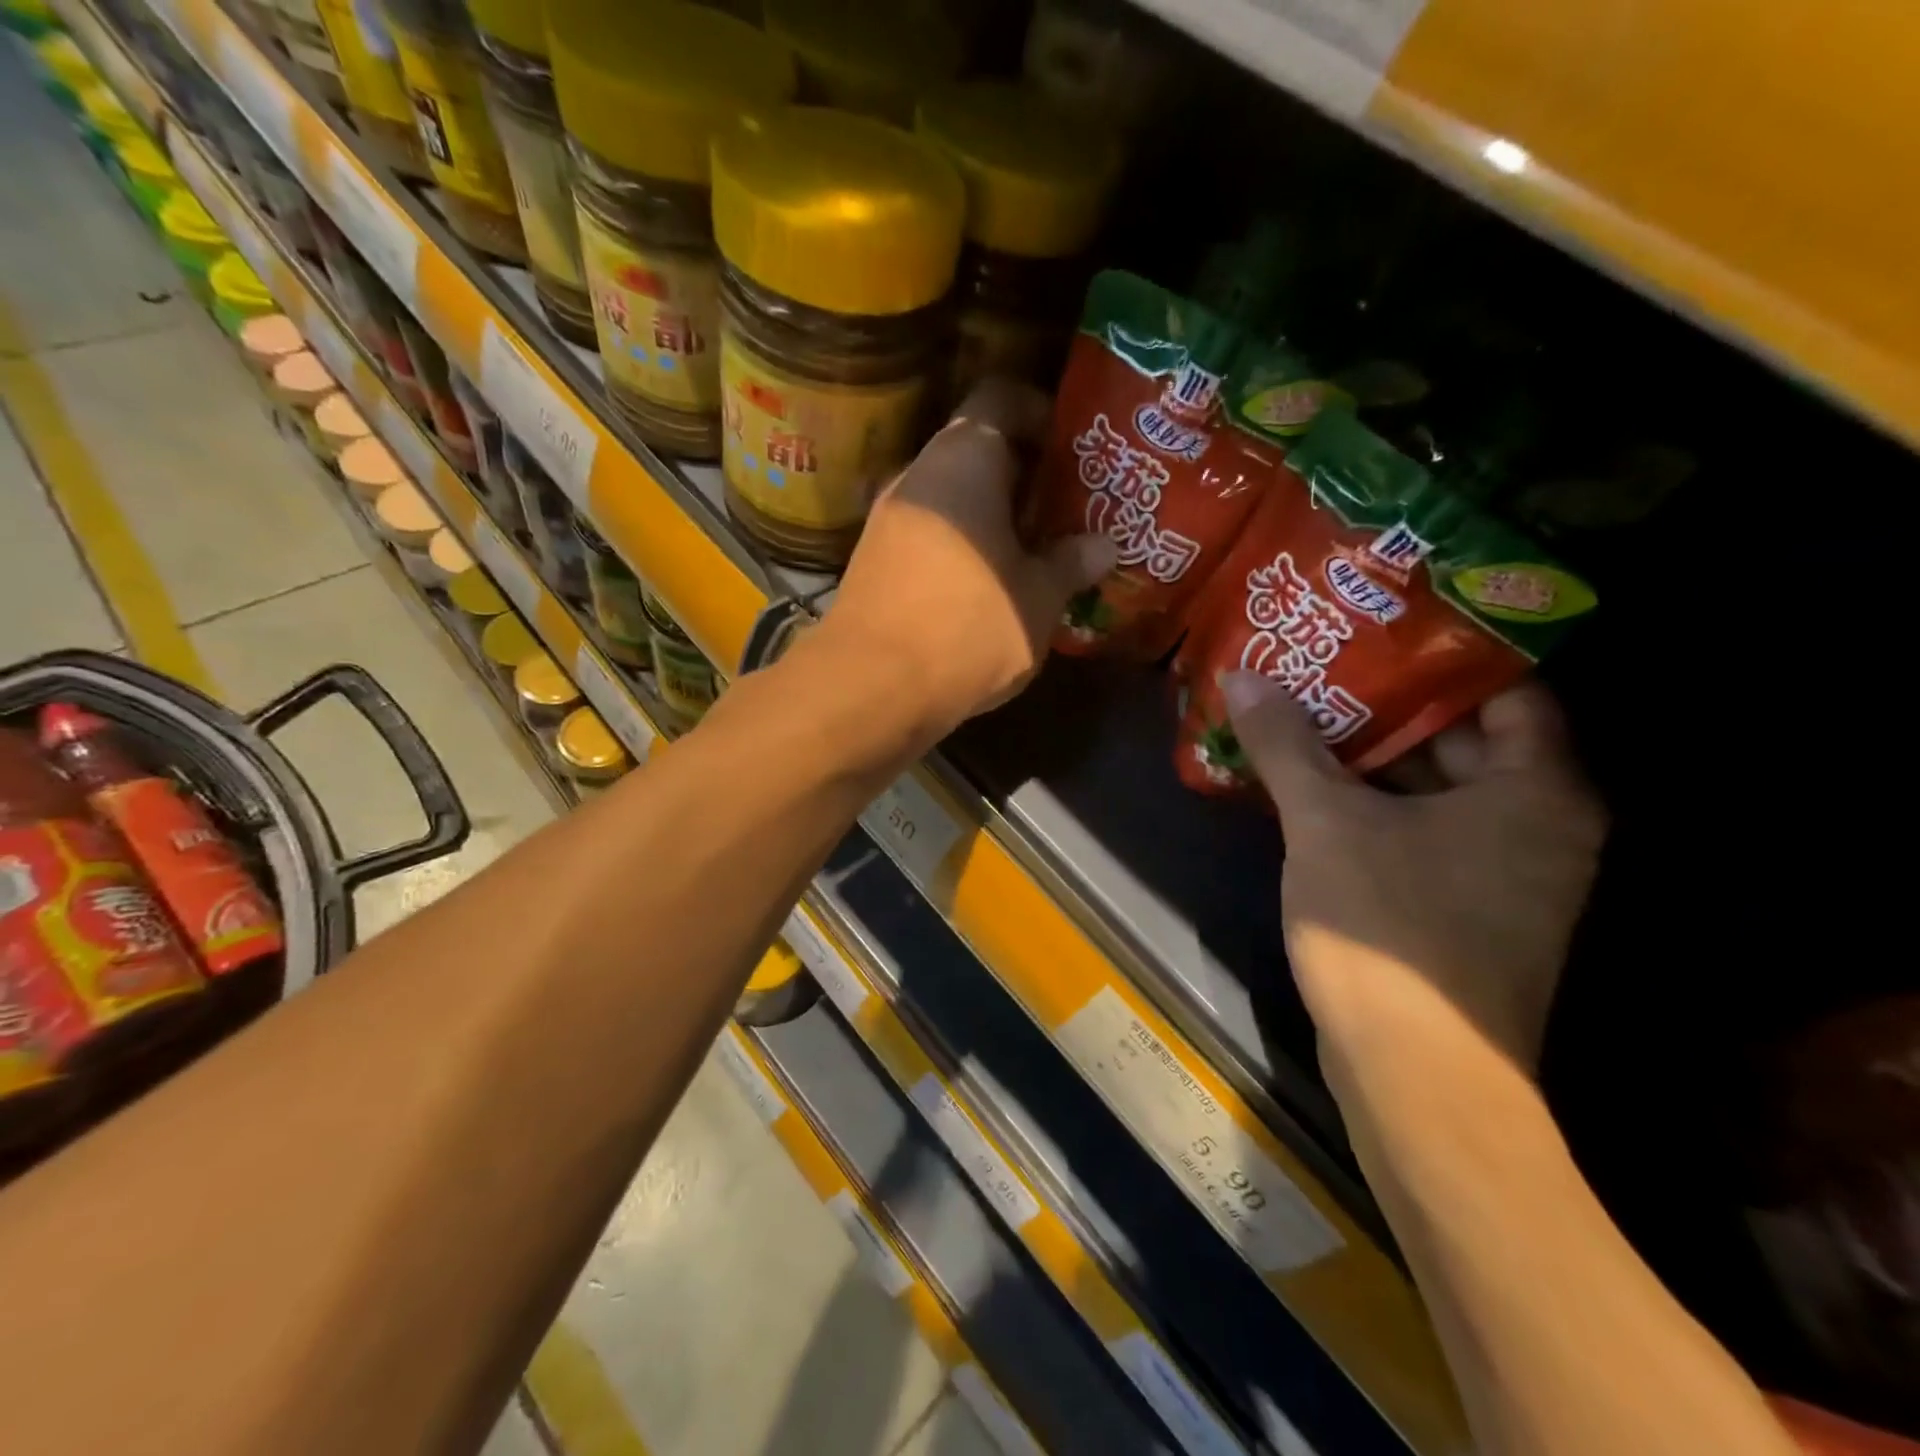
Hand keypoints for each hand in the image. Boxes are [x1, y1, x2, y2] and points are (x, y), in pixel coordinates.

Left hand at [820, 379, 1115, 745]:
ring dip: (994, 517)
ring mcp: (889, 518)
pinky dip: (964, 546)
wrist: (872, 686)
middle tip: (1069, 508)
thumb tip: (1104, 545)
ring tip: (1037, 550)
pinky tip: (992, 584)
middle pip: (978, 450)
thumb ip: (1073, 563)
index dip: (1044, 414)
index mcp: (965, 457)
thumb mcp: (1038, 598)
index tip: (1076, 451)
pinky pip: (931, 534)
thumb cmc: (969, 625)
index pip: (1003, 397)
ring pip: (953, 498)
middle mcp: (919, 473)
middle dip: (1026, 477)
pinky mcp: (874, 561)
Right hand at [1223, 672, 1605, 1074]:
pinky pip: (1422, 829)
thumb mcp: (1326, 824)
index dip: (1442, 653)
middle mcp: (1538, 825)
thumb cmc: (1388, 930)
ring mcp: (1504, 872)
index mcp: (1535, 791)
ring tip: (1305, 711)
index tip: (1377, 625)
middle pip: (1462, 737)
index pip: (1505, 690)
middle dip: (1389, 702)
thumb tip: (1243, 675)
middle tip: (1323, 663)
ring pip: (1436, 788)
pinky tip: (1311, 783)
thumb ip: (1286, 745)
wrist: (1416, 1075)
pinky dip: (1374, 803)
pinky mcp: (1465, 907)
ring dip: (1371, 755)